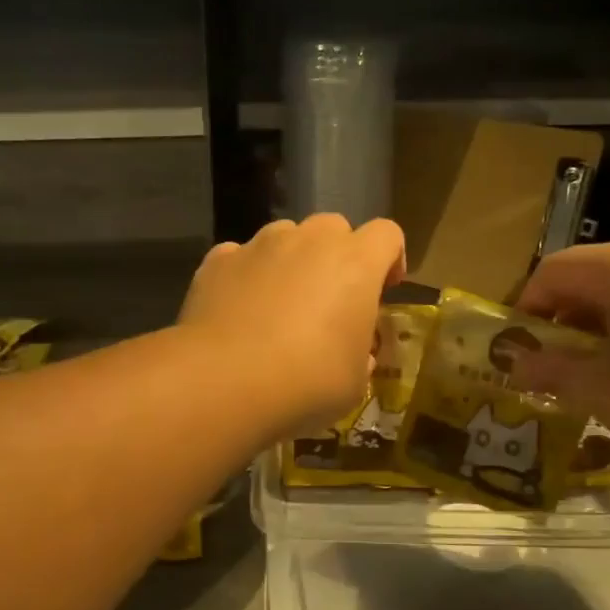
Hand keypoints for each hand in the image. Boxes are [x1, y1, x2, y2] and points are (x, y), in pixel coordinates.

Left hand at [178, 214, 406, 437]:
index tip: (384, 290)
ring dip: (291, 261)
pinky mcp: (218, 261)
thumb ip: (361, 355)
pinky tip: (240, 312)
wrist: (225, 380)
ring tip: (280, 305)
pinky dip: (247, 275)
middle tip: (331, 298)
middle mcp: (310, 240)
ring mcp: (260, 245)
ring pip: (285, 236)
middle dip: (338, 255)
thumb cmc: (308, 381)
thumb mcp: (354, 381)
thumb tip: (357, 353)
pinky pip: (241, 257)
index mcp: (356, 263)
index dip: (391, 259)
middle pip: (334, 227)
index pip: (387, 234)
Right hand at [513, 237, 609, 479]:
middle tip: (554, 368)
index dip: (525, 309)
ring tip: (599, 375)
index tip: (517, 352)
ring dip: (601, 327)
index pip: (552, 271)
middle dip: (564, 321)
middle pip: (592, 276)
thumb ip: (552, 372)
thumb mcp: (604, 392)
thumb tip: (514, 364)